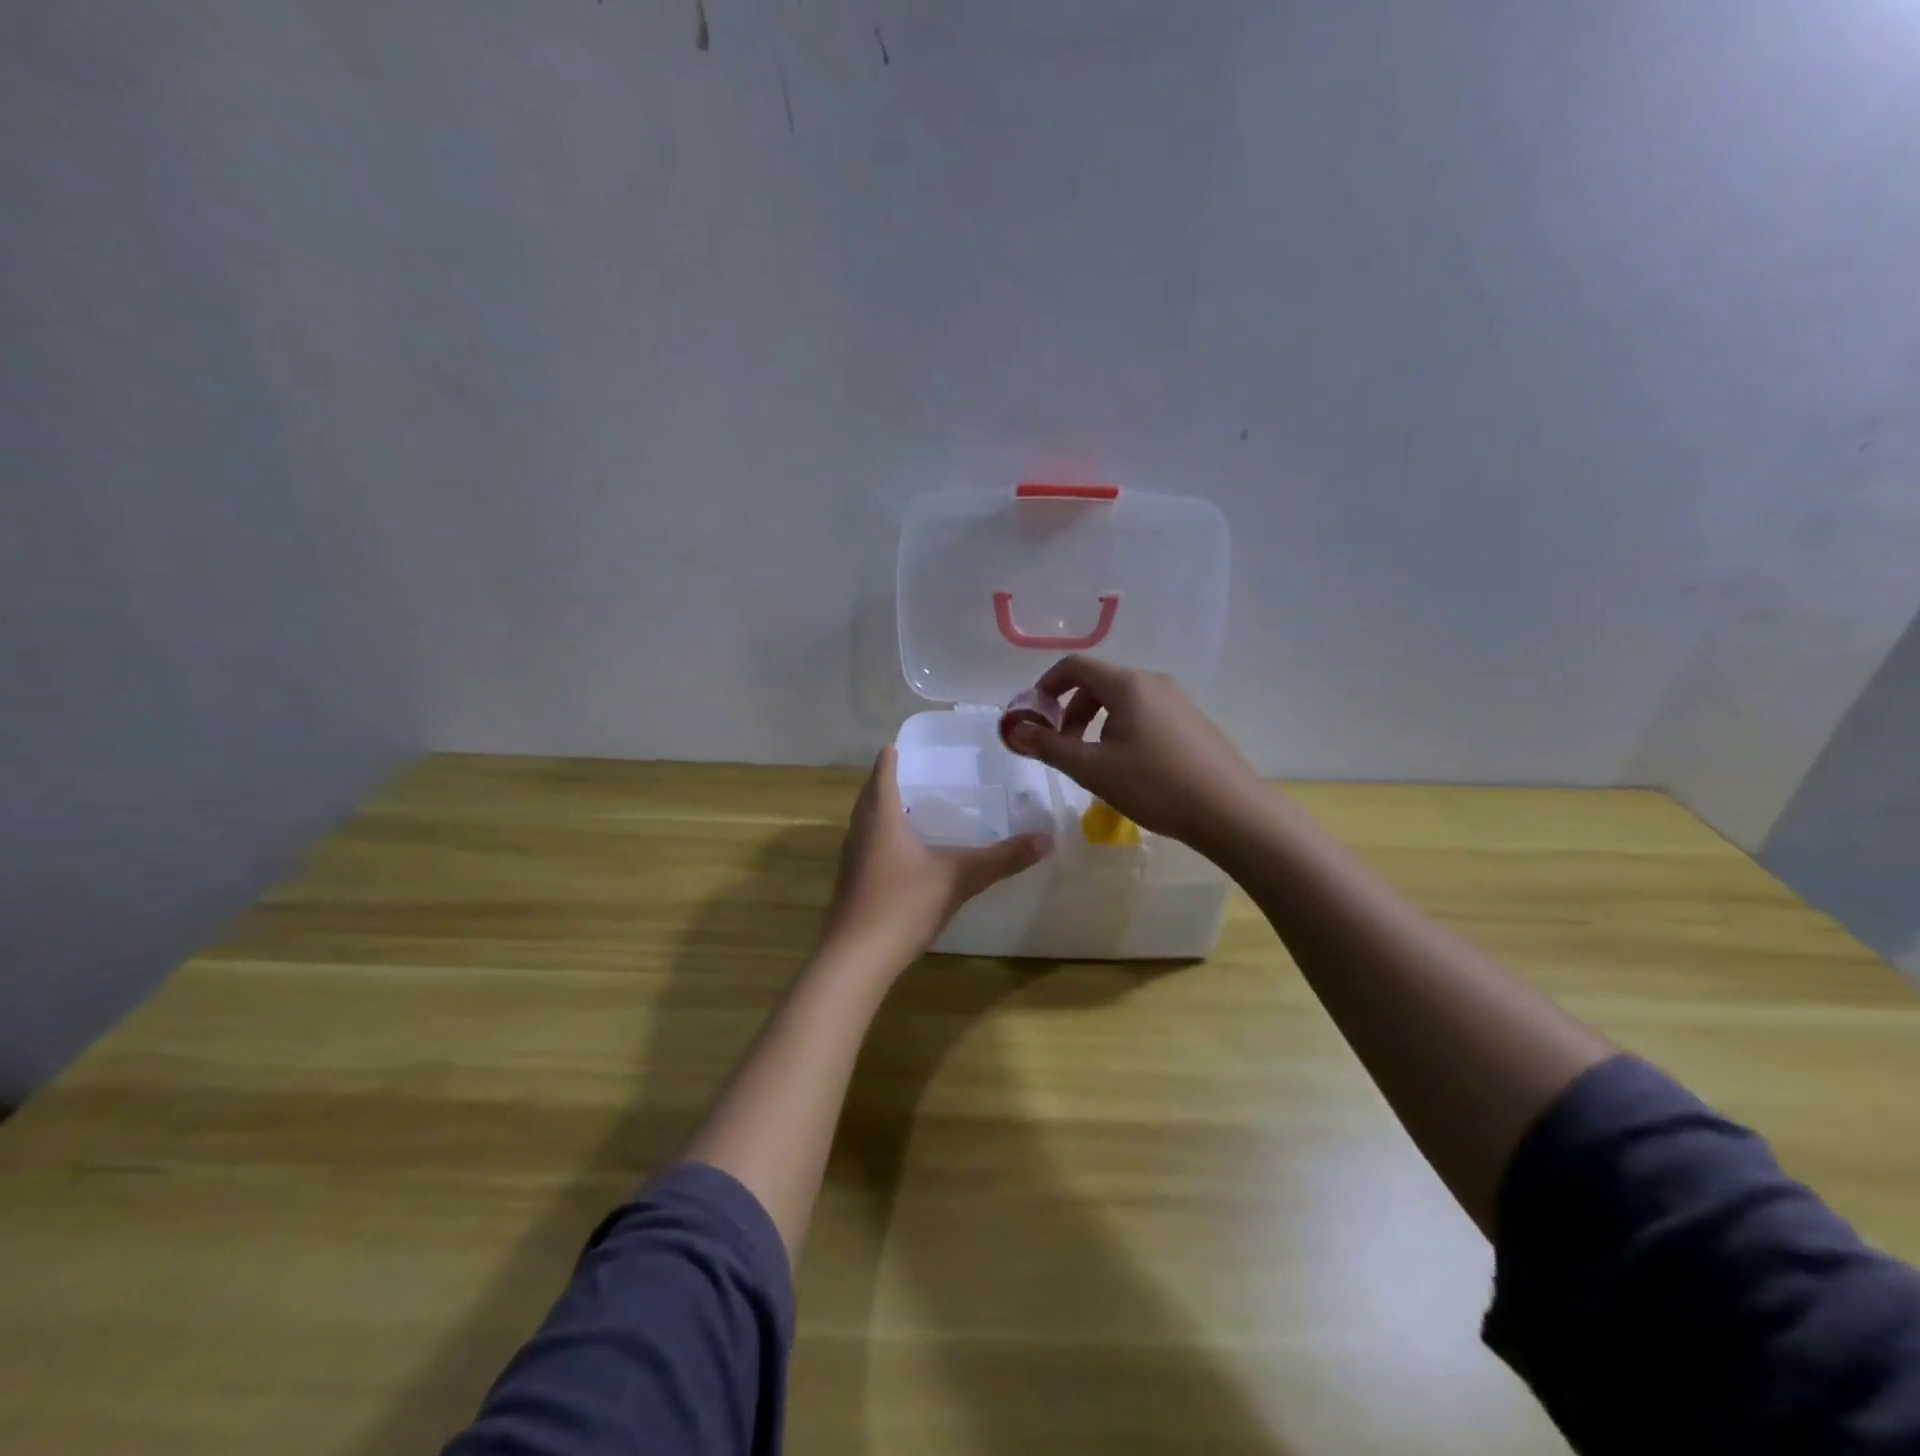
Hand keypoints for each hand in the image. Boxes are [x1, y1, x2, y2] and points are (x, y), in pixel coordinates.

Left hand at [821, 746, 1051, 967]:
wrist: (856, 959)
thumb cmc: (903, 905)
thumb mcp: (958, 878)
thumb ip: (1002, 859)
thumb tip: (1047, 839)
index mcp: (881, 817)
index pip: (882, 774)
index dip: (891, 757)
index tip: (901, 743)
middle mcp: (861, 832)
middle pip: (870, 796)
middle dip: (887, 782)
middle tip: (914, 773)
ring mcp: (852, 860)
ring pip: (866, 823)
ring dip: (883, 811)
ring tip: (911, 808)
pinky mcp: (852, 885)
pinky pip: (867, 848)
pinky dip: (883, 839)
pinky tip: (903, 854)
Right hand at [1004, 655, 1261, 852]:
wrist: (1230, 811)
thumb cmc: (1155, 786)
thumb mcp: (1093, 769)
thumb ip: (1049, 747)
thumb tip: (1014, 730)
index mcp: (1127, 684)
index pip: (1075, 666)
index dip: (1046, 686)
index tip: (1033, 717)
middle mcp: (1153, 682)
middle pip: (1098, 682)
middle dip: (1070, 710)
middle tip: (1062, 747)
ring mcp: (1177, 700)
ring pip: (1122, 700)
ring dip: (1095, 722)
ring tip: (1094, 762)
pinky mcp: (1191, 721)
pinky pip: (1144, 713)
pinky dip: (1121, 729)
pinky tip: (1128, 768)